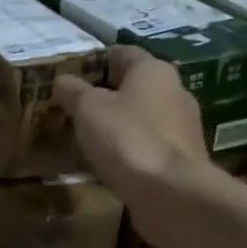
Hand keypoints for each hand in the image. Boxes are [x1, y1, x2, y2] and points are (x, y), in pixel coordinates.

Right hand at [56, 46, 209, 205]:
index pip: (122, 52)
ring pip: (142, 116)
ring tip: (86, 135)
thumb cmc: (127, 138)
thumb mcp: (88, 109)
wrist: (172, 194)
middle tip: (74, 105)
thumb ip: (74, 91)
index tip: (71, 73)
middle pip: (134, 85)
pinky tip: (108, 160)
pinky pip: (148, 144)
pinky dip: (129, 148)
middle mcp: (174, 91)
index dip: (95, 59)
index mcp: (153, 70)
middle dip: (106, 93)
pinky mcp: (182, 159)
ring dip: (118, 123)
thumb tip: (64, 80)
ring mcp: (182, 127)